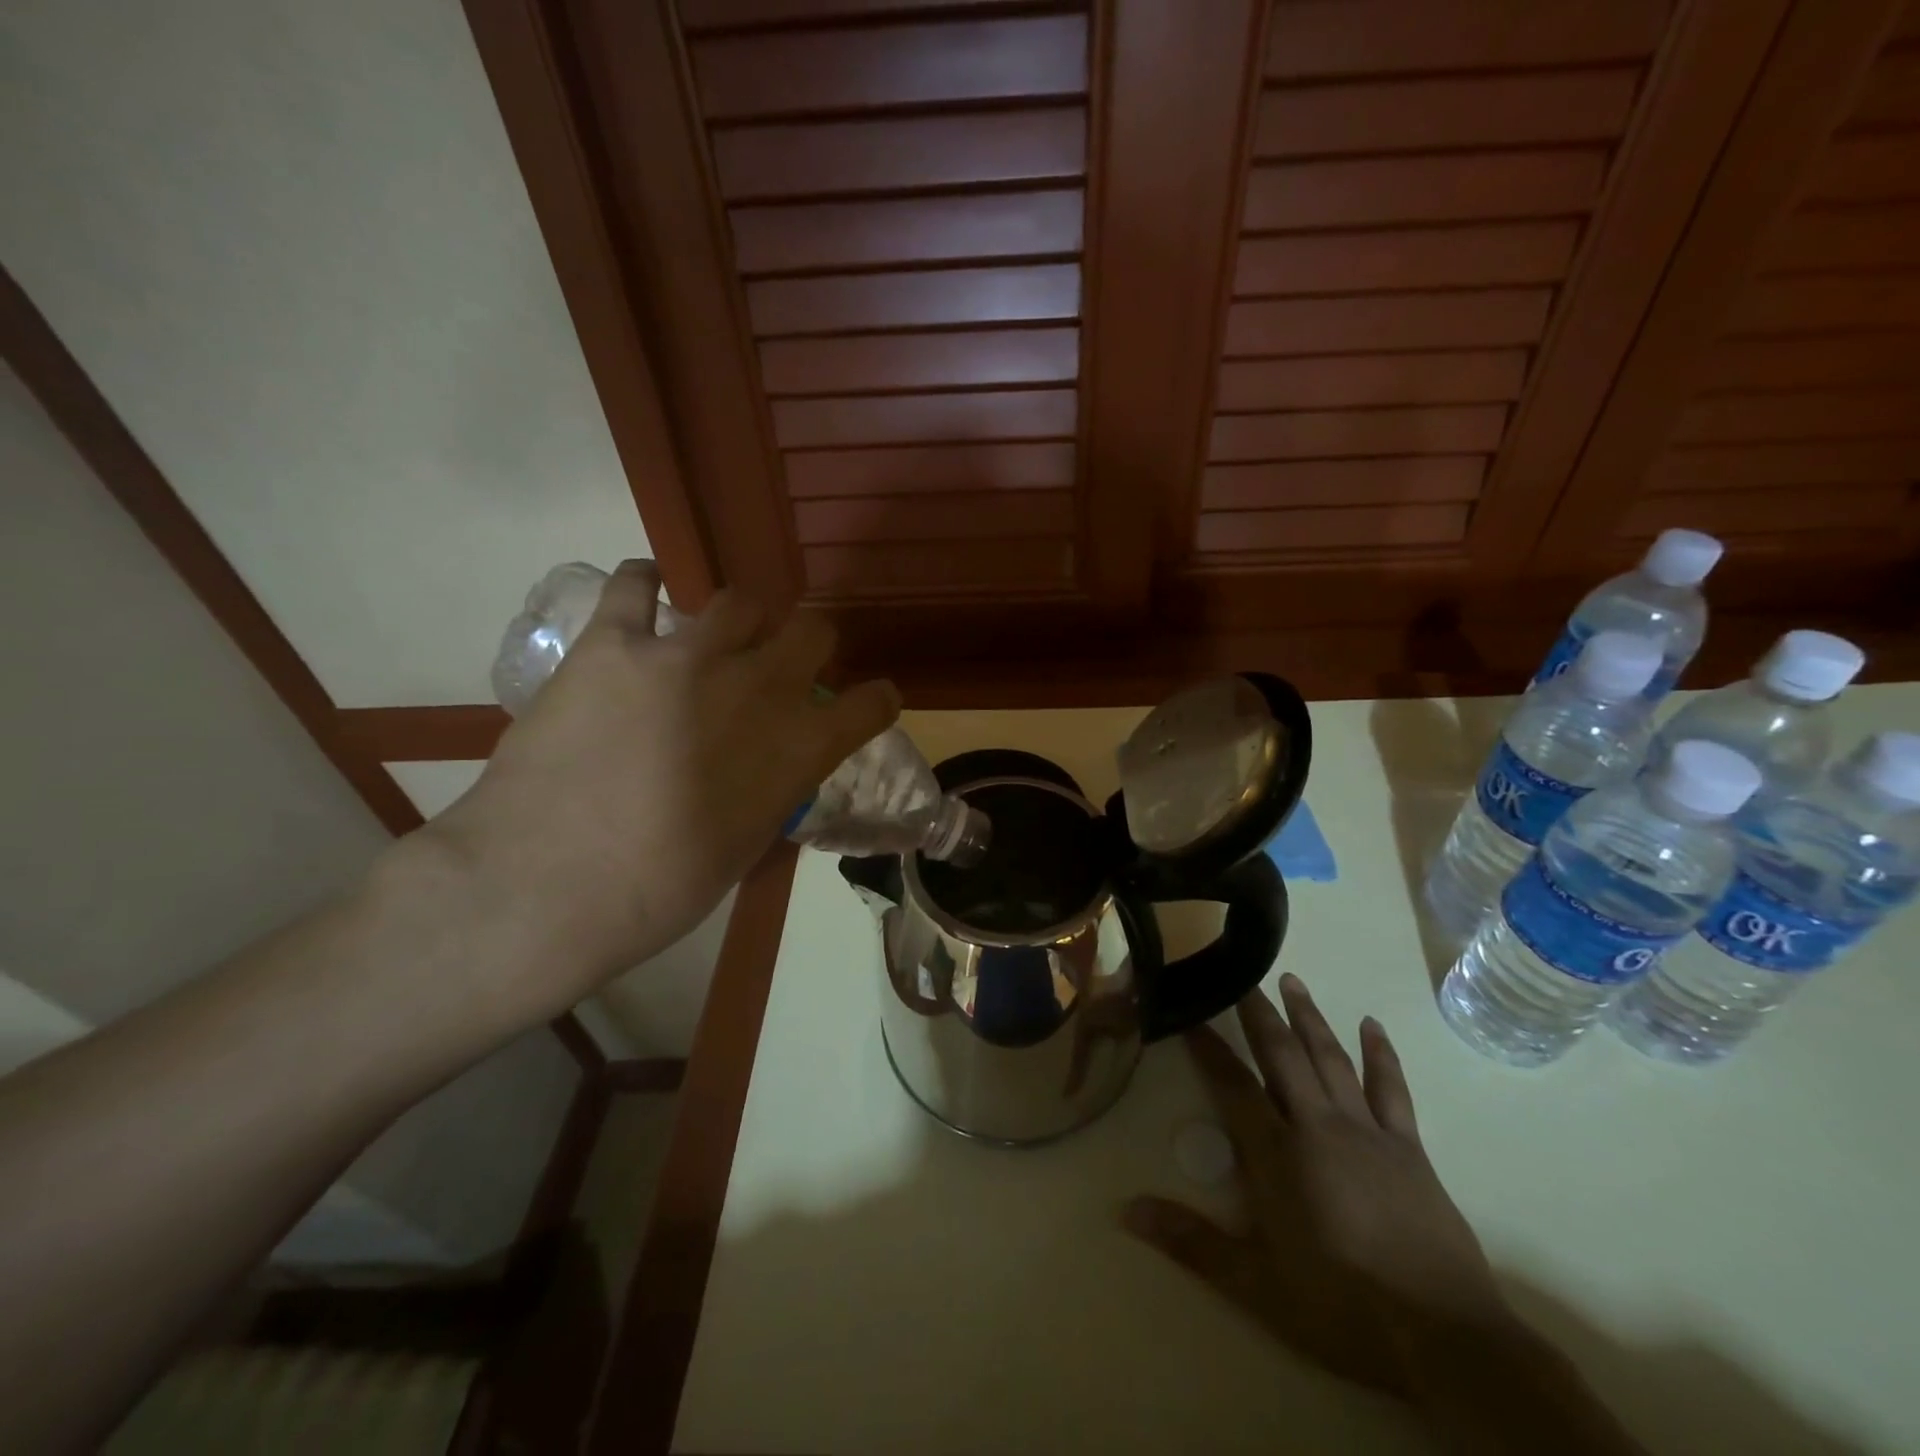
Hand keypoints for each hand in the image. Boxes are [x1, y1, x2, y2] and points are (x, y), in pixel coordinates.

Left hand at [412, 561, 899, 1015]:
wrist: (544, 886)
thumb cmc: (657, 892)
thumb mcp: (743, 846)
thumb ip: (770, 790)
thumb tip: (768, 767)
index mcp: (800, 749)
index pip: (871, 705)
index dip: (875, 700)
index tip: (868, 702)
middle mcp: (760, 688)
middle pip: (814, 629)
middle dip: (808, 645)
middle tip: (780, 665)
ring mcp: (687, 656)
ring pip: (740, 600)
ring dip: (739, 620)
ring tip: (713, 638)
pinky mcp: (614, 642)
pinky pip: (637, 583)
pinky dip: (646, 584)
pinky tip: (645, 593)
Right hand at [1124, 974, 1510, 1395]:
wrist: (1446, 1339)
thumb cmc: (1343, 1307)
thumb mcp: (1256, 1285)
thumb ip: (1191, 1242)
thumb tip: (1126, 1211)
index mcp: (1278, 1155)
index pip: (1234, 1086)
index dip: (1209, 1049)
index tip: (1190, 1016)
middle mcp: (1319, 1127)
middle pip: (1283, 1056)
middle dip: (1260, 1014)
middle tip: (1244, 977)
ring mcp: (1367, 1133)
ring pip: (1331, 1059)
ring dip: (1310, 1018)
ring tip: (1293, 981)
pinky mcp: (1409, 1149)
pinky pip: (1392, 1089)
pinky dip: (1381, 1055)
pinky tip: (1372, 1026)